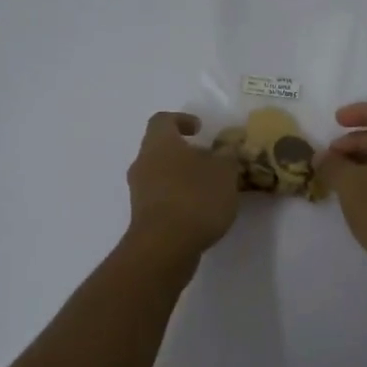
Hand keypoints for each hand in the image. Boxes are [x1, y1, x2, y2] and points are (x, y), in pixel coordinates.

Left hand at [126, 112, 240, 257]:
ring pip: (160, 174)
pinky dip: (178, 198)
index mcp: (160, 143)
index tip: (200, 128)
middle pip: (160, 149)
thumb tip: (227, 148)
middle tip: (210, 160)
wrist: (165, 246)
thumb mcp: (224, 172)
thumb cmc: (195, 197)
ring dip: (181, 177)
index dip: (181, 120)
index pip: (163, 120)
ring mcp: (139, 191)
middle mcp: (143, 162)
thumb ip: (227, 156)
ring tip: (209, 189)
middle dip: (185, 152)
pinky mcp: (143, 216)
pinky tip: (199, 211)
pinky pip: (161, 197)